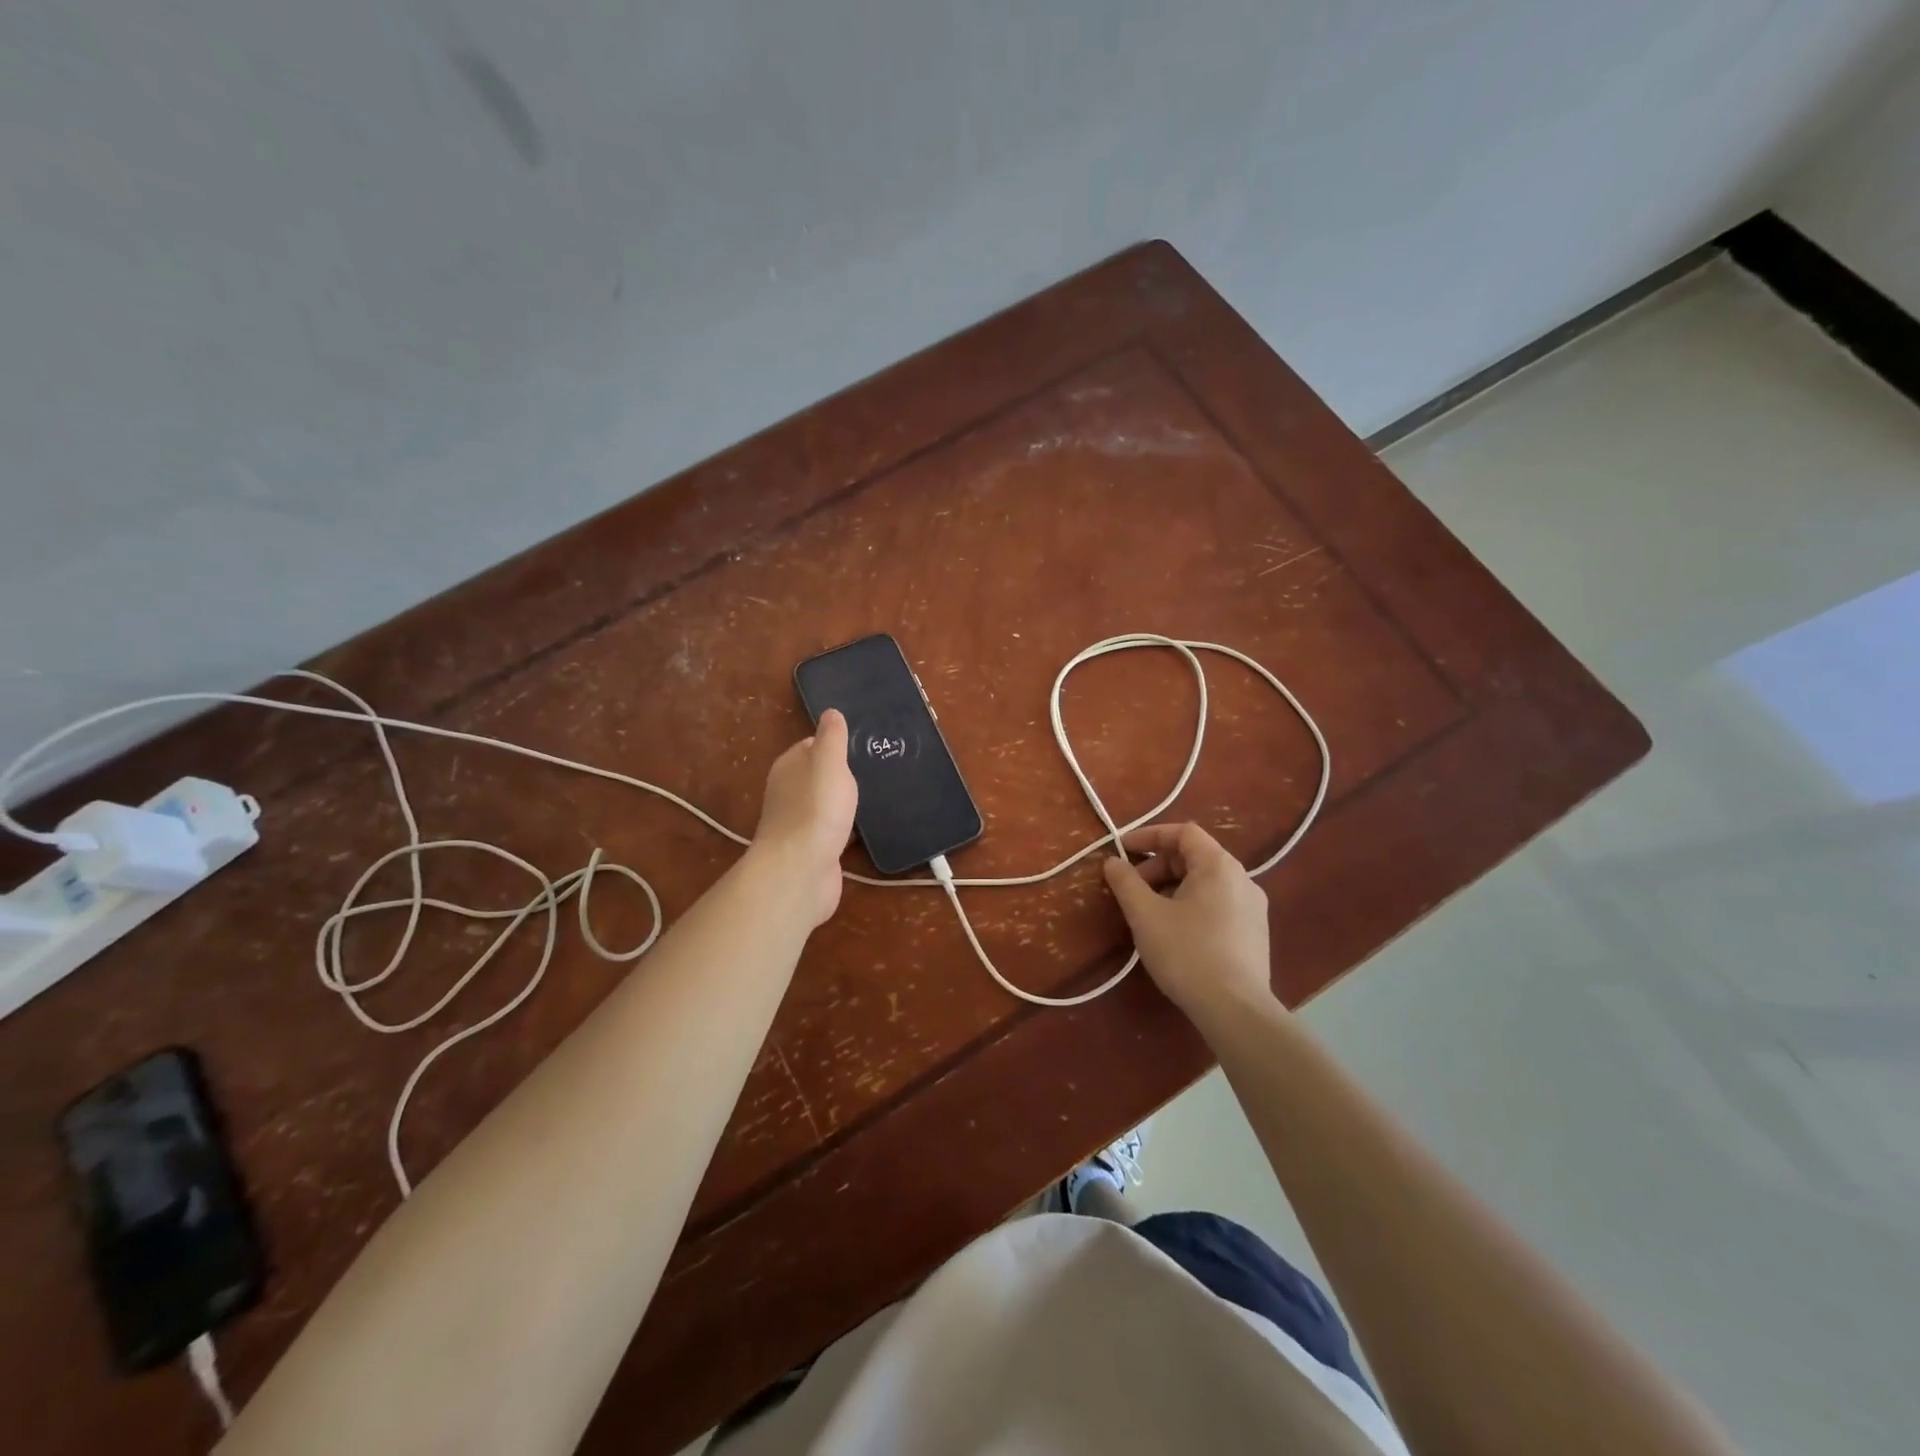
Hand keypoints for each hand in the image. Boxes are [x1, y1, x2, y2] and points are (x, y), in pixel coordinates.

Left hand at [750, 709, 858, 926]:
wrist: (801, 870)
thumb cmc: (816, 809)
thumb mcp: (829, 763)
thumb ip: (832, 738)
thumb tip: (830, 712)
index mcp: (789, 767)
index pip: (810, 746)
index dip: (832, 744)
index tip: (859, 745)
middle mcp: (788, 793)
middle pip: (816, 776)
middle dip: (839, 774)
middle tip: (872, 770)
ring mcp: (798, 824)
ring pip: (823, 804)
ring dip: (842, 803)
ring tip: (873, 797)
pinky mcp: (811, 850)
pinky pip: (831, 831)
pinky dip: (844, 828)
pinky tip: (863, 830)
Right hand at [1102, 822, 1275, 1022]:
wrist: (1235, 1010)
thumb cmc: (1186, 953)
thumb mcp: (1145, 915)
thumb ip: (1126, 882)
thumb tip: (1112, 861)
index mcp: (1218, 865)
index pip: (1183, 832)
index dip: (1149, 835)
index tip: (1122, 850)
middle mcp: (1243, 879)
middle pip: (1195, 856)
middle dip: (1158, 866)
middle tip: (1132, 888)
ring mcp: (1254, 907)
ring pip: (1206, 882)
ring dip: (1173, 887)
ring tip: (1149, 913)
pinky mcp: (1256, 933)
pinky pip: (1219, 904)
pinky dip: (1192, 904)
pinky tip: (1176, 933)